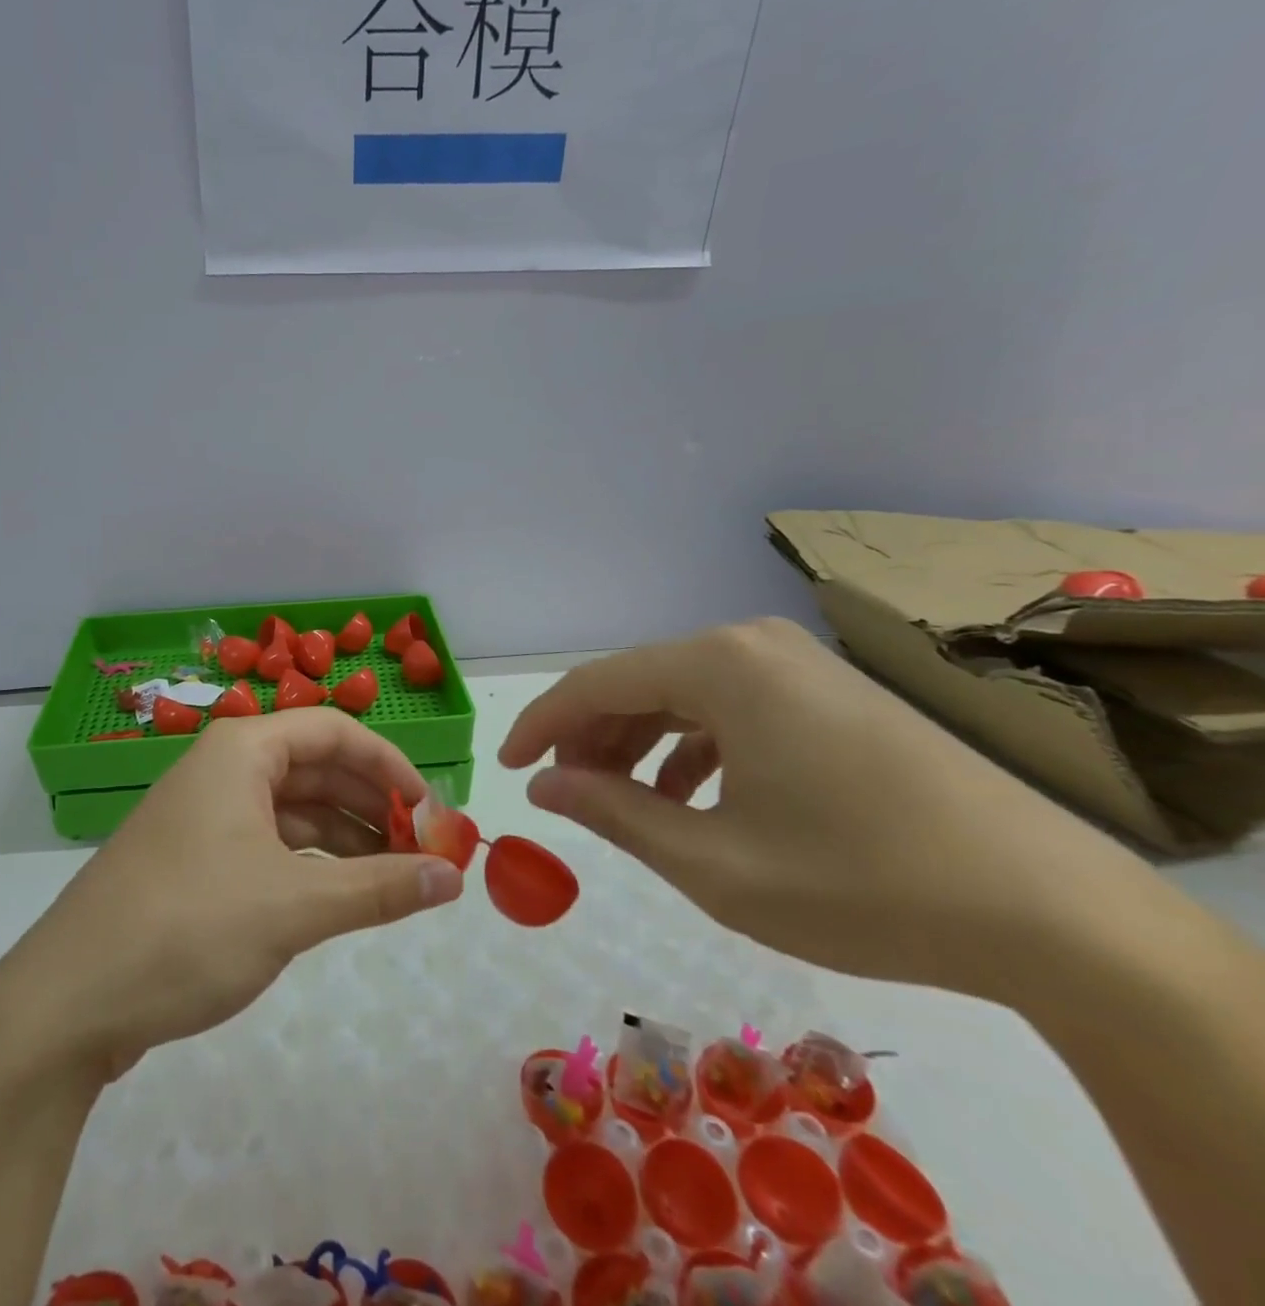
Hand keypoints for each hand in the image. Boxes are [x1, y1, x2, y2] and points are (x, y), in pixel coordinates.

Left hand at [0, 710, 464, 1082]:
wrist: (67, 1003)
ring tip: (396, 877)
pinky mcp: (195, 861)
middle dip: (372, 805)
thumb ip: (379, 888)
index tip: (433, 813)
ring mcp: (205, 815)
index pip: (334, 732)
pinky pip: (269, 843)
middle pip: (315, 768)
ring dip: (346, 837)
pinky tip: (341, 894)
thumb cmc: (186, 929)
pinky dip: (311, 863)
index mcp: (242, 751)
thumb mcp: (293, 907)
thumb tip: (455, 878)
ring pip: (293, 810)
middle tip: (424, 851)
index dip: (390, 766)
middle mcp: (223, 770)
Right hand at [499, 618, 1136, 998]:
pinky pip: (731, 707)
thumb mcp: (711, 861)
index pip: (595, 682)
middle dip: (591, 738)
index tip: (507, 768)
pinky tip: (691, 797)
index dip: (541, 725)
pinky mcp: (828, 692)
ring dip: (639, 744)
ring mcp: (797, 664)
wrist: (1049, 912)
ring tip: (621, 802)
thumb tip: (543, 787)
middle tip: (565, 794)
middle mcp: (752, 644)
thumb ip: (612, 813)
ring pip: (683, 695)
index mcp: (719, 666)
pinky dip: (693, 747)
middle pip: (638, 682)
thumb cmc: (857, 883)